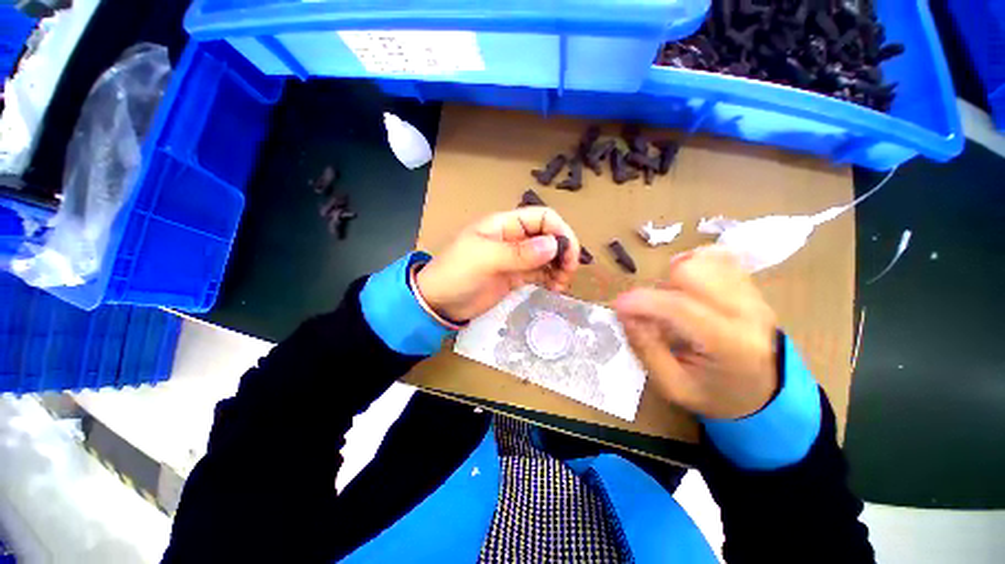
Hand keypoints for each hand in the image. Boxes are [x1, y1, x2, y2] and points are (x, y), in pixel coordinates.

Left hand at [416, 207, 580, 321]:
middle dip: (563, 251)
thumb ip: (519, 253)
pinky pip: (540, 273)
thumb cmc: (456, 274)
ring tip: (561, 285)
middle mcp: (514, 238)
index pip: (542, 217)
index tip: (569, 254)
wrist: (439, 303)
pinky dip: (551, 279)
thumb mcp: (485, 259)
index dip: (560, 231)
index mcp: (505, 225)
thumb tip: (555, 245)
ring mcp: (516, 259)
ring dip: (559, 267)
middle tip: (568, 273)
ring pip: (547, 256)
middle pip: (549, 236)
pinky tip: (554, 289)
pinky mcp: (516, 277)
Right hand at [613, 246, 777, 418]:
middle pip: (693, 270)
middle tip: (655, 311)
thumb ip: (646, 348)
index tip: (618, 305)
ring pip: (704, 259)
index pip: (680, 307)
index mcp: (730, 344)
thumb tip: (625, 313)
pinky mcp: (751, 287)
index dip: (642, 301)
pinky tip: (688, 289)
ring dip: (676, 277)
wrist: (766, 396)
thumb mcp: (672, 385)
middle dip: (661, 286)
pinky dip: (694, 267)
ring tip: (674, 302)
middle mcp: (748, 312)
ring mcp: (753, 295)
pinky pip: (719, 258)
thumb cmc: (715, 395)